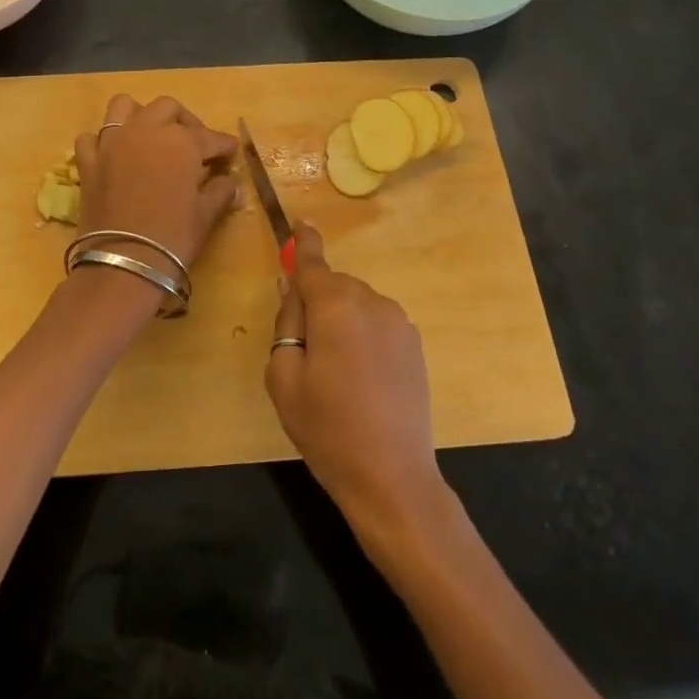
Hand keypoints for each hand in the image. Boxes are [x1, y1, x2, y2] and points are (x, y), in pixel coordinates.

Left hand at [74, 95, 239, 273]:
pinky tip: (114, 156)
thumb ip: (221, 192)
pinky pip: (91, 138)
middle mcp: (146, 131)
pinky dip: (103, 142)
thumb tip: (232, 184)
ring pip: (124, 107)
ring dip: (140, 115)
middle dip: (184, 121)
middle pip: (168, 109)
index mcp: (181, 141)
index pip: (209, 137)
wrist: (124, 262)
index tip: (231, 150)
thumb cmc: (174, 237)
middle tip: (194, 144)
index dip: (223, 144)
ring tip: (151, 136)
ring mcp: (112, 143)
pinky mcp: (88, 162)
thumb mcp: (205, 215)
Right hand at [265, 223, 445, 530]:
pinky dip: (362, 335)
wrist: (391, 476)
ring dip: (341, 321)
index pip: (313, 264)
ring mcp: (398, 322)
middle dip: (316, 303)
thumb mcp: (284, 377)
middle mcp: (371, 302)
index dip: (304, 242)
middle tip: (304, 351)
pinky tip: (362, 378)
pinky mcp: (414, 343)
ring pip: (356, 304)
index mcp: (334, 306)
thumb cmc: (326, 427)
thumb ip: (286, 323)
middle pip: (334, 287)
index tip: (301, 222)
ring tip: (336, 373)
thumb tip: (293, 291)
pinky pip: (377, 323)